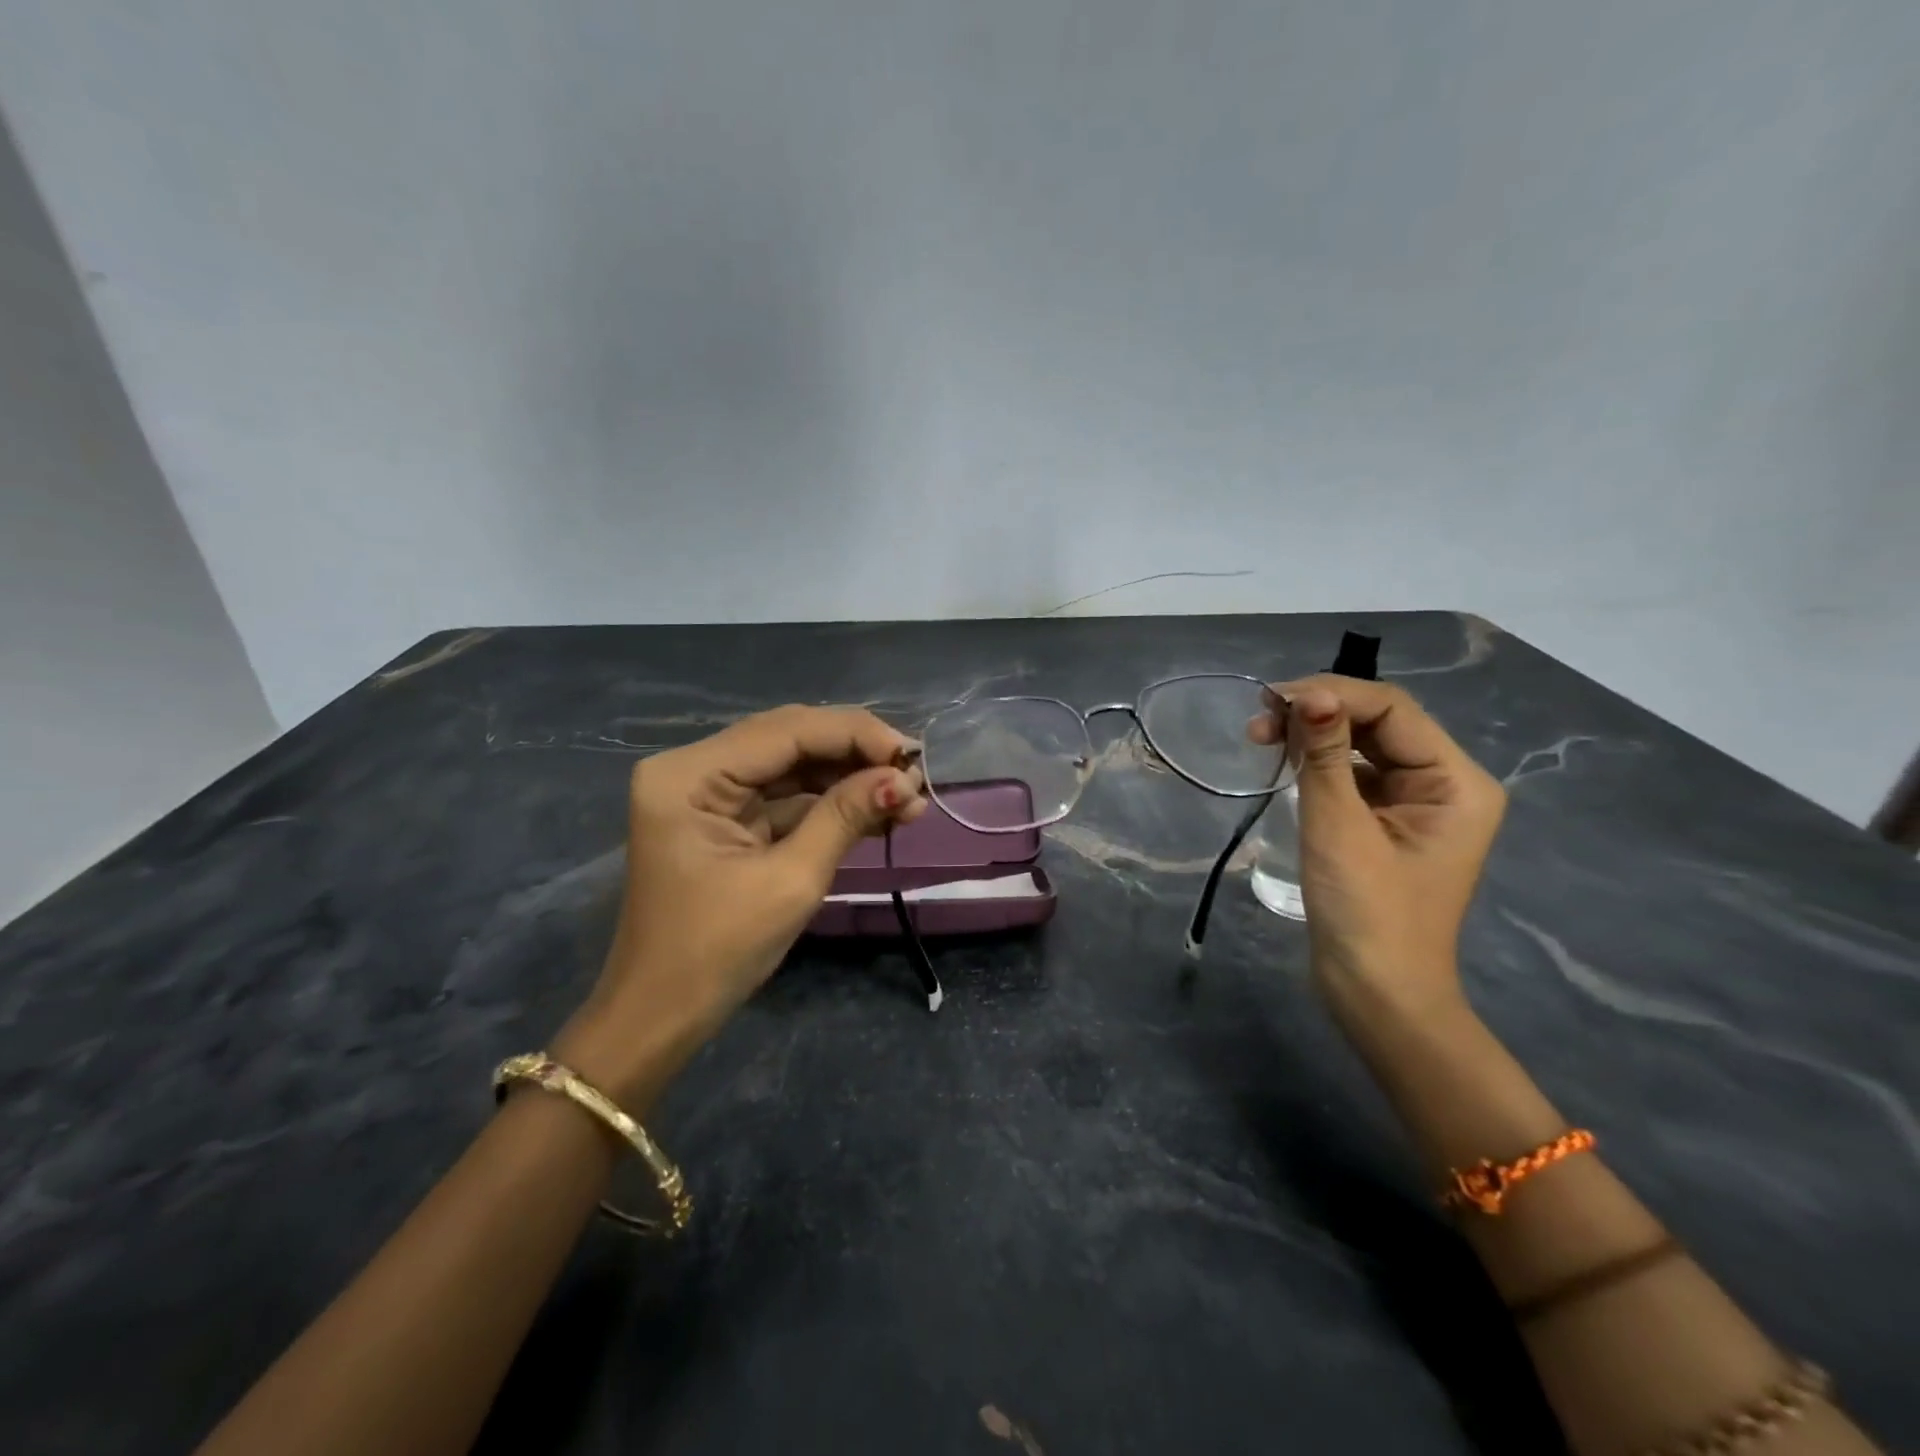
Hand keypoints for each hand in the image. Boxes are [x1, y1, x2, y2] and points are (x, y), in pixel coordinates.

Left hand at [555, 705, 926, 1101]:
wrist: (661, 1016)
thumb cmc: (717, 953)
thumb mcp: (790, 880)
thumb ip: (845, 817)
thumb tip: (904, 779)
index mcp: (689, 775)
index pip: (786, 730)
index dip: (854, 735)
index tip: (912, 755)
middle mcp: (692, 768)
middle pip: (789, 739)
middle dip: (855, 755)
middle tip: (915, 774)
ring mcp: (707, 793)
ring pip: (792, 765)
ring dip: (849, 779)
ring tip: (907, 797)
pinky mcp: (723, 817)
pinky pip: (784, 796)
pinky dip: (829, 803)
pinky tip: (876, 811)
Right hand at [1250, 676, 1504, 1023]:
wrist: (1377, 994)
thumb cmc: (1367, 912)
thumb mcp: (1339, 828)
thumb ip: (1326, 756)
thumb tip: (1307, 695)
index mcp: (1456, 782)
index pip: (1392, 711)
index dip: (1332, 694)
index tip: (1270, 698)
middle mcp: (1445, 784)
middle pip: (1379, 724)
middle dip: (1319, 713)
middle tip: (1258, 718)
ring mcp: (1417, 805)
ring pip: (1363, 747)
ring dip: (1313, 736)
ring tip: (1260, 736)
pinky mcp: (1388, 824)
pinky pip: (1355, 776)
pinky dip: (1318, 763)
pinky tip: (1284, 762)